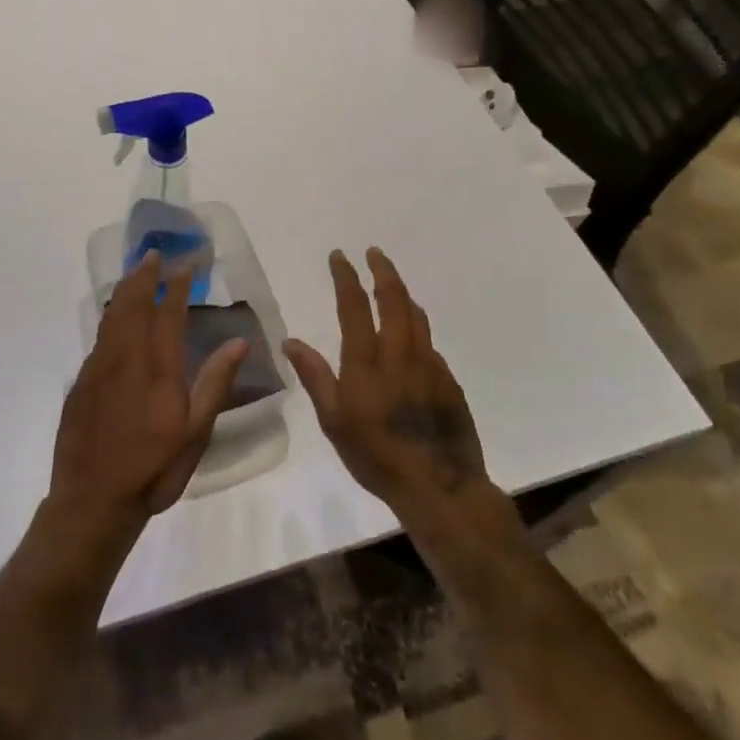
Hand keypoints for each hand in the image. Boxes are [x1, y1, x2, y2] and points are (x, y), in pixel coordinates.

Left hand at [49, 252, 248, 540]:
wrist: (92, 501)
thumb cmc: (153, 469)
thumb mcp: (195, 433)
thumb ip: (215, 383)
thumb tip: (239, 341)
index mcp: (156, 369)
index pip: (167, 314)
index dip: (177, 286)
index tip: (186, 264)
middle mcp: (124, 359)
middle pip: (132, 305)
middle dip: (144, 276)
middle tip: (154, 255)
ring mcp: (97, 369)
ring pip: (110, 317)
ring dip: (125, 291)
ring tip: (135, 274)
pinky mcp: (80, 383)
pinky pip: (99, 339)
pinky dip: (110, 318)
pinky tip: (115, 320)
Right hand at [283, 248, 487, 507]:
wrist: (439, 486)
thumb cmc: (377, 456)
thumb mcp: (334, 421)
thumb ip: (315, 377)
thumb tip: (291, 341)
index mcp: (367, 361)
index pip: (355, 305)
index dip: (346, 277)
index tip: (340, 256)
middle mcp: (400, 353)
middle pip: (394, 298)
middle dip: (382, 270)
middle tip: (374, 252)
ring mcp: (429, 364)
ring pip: (417, 316)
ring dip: (402, 293)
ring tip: (392, 283)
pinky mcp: (449, 380)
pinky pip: (430, 343)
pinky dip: (417, 327)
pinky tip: (412, 337)